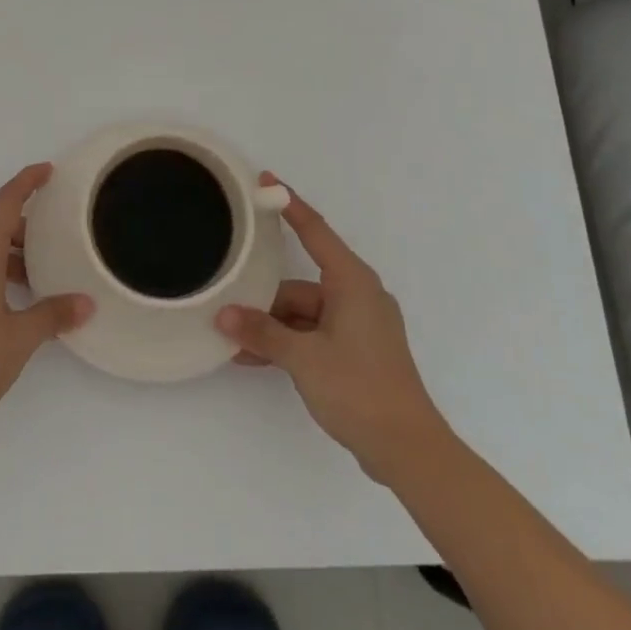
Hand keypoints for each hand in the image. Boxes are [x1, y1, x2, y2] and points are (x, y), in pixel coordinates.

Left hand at [0, 164, 93, 439]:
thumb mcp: (21, 335)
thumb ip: (54, 313)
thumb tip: (86, 303)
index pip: (5, 202)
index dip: (27, 182)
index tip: (48, 170)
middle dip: (25, 225)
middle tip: (58, 235)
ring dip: (10, 251)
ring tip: (42, 271)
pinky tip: (16, 295)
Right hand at [215, 175, 448, 483]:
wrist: (407, 449)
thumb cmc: (358, 388)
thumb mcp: (303, 357)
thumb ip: (261, 333)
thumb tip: (223, 316)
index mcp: (352, 282)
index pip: (314, 230)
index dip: (289, 203)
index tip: (265, 180)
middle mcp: (357, 295)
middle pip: (300, 284)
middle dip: (264, 299)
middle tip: (227, 304)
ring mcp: (358, 324)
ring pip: (304, 313)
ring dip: (272, 328)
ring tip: (234, 344)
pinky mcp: (357, 350)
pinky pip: (313, 334)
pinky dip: (288, 343)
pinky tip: (255, 359)